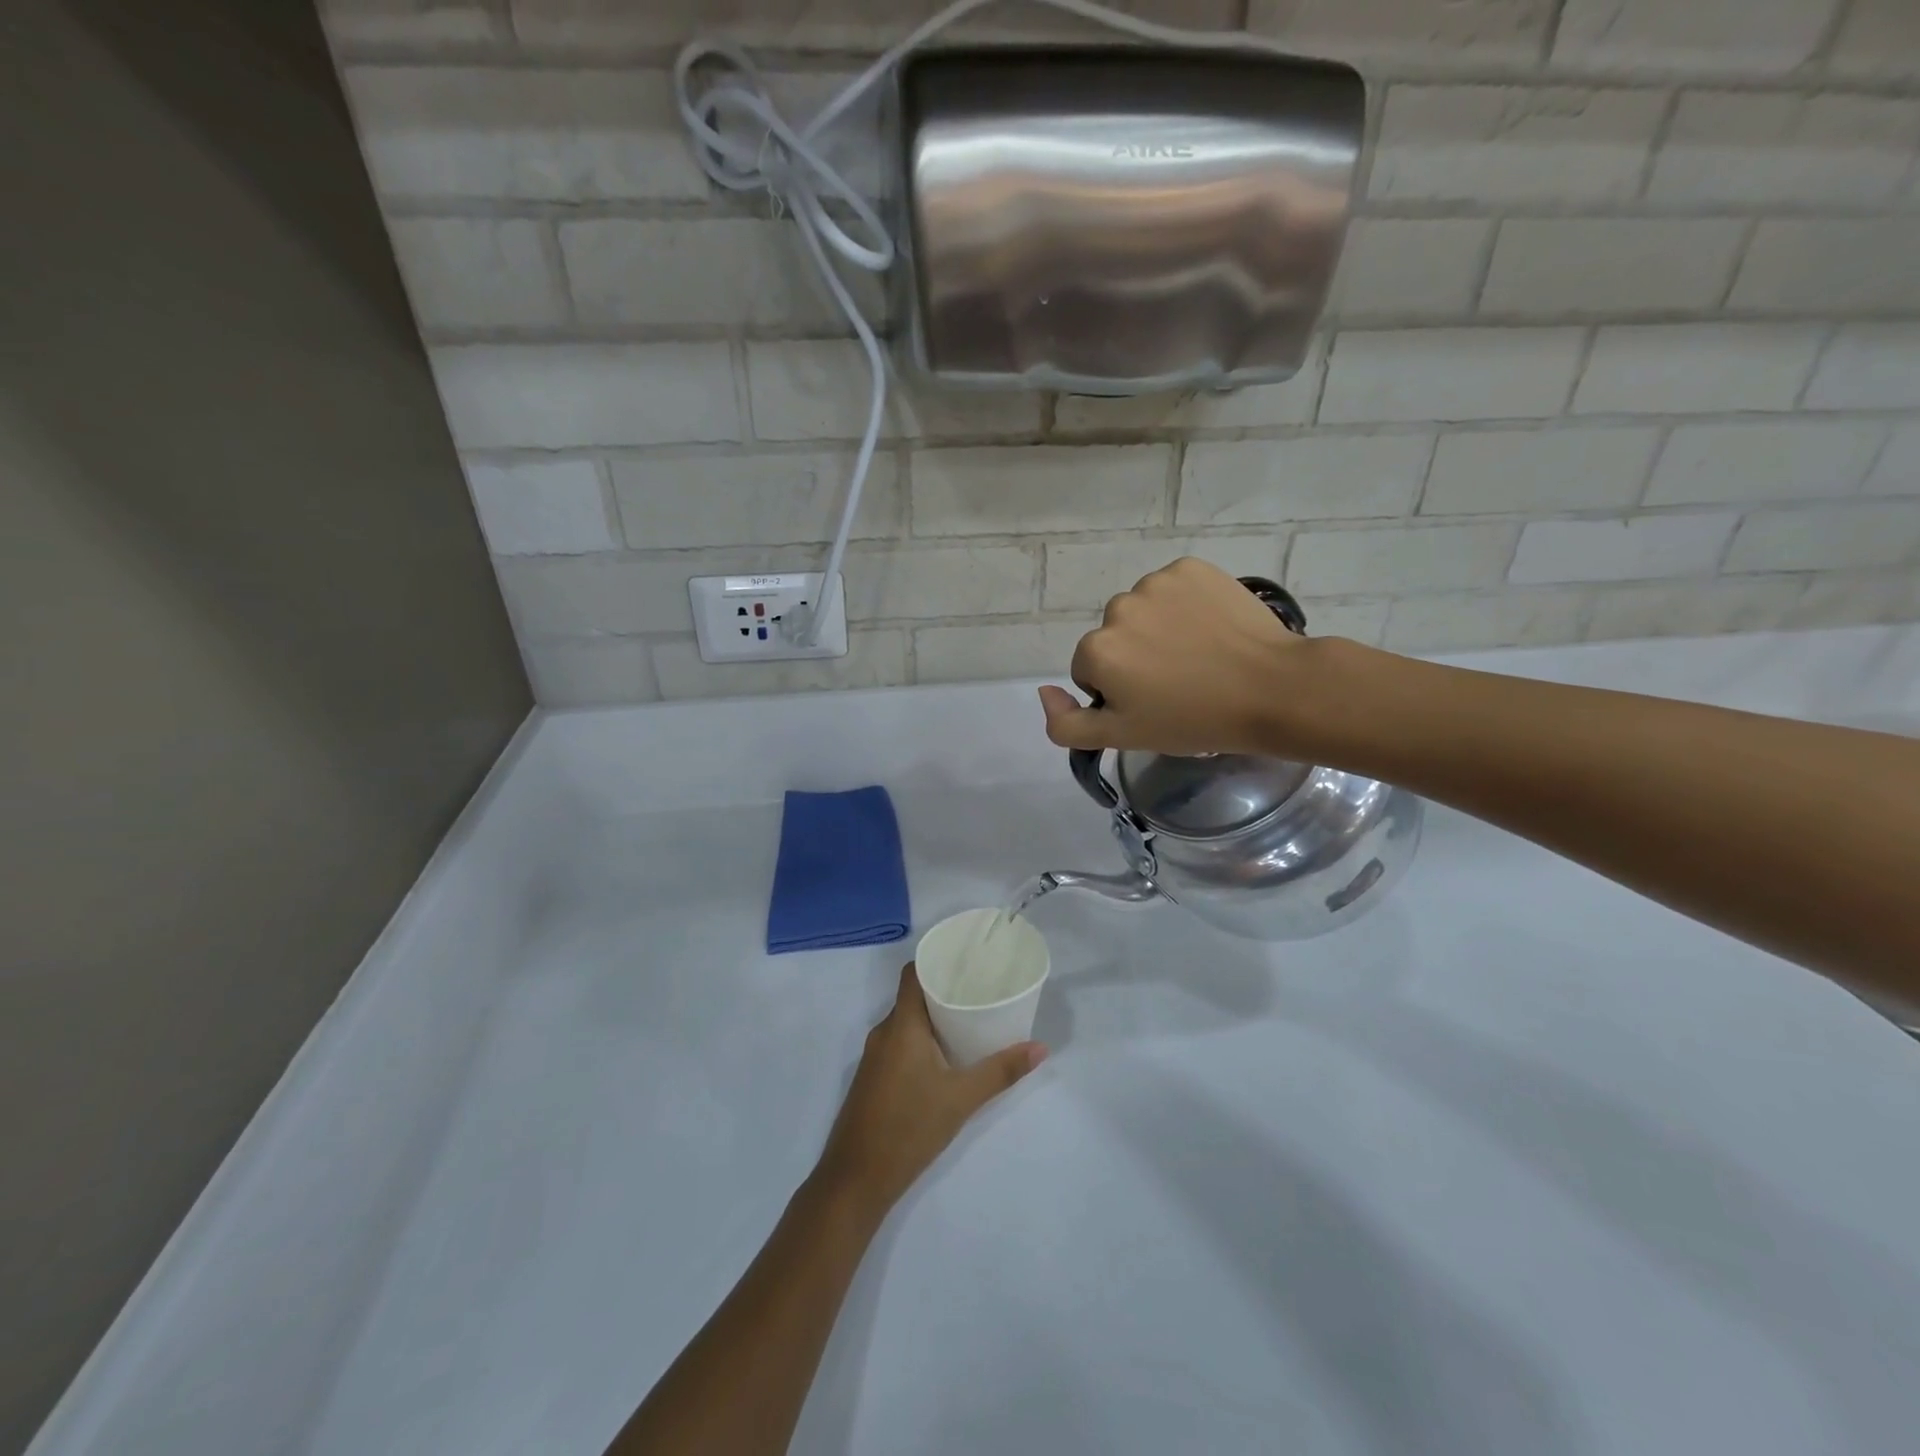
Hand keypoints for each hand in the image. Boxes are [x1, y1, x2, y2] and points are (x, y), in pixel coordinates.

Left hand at [814, 965, 1045, 1225]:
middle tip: (980, 987)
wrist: (855, 1180)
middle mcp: (884, 1032)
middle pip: (913, 995)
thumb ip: (1000, 1071)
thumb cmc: (908, 1128)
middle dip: (944, 988)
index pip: (913, 973)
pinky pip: (900, 1042)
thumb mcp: (961, 1099)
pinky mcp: (873, 1078)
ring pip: (907, 1021)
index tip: (967, 957)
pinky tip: (946, 1054)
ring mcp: (874, 1056)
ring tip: (969, 1017)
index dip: (936, 959)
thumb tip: (1040, 1048)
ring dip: (934, 1016)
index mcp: (901, 1025)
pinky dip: (922, 1038)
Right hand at [1038, 557, 1314, 756]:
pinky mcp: (1192, 568)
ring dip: (1158, 629)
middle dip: (1135, 657)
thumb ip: (1067, 724)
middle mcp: (1117, 608)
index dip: (1118, 691)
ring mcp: (1156, 583)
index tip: (1153, 704)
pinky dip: (1184, 605)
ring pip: (1142, 611)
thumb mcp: (1122, 737)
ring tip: (1198, 655)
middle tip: (1177, 682)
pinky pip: (1173, 588)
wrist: (1271, 689)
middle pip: (1114, 637)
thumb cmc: (1193, 720)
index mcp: (1096, 649)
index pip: (1090, 671)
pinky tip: (1210, 628)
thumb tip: (1043, 693)